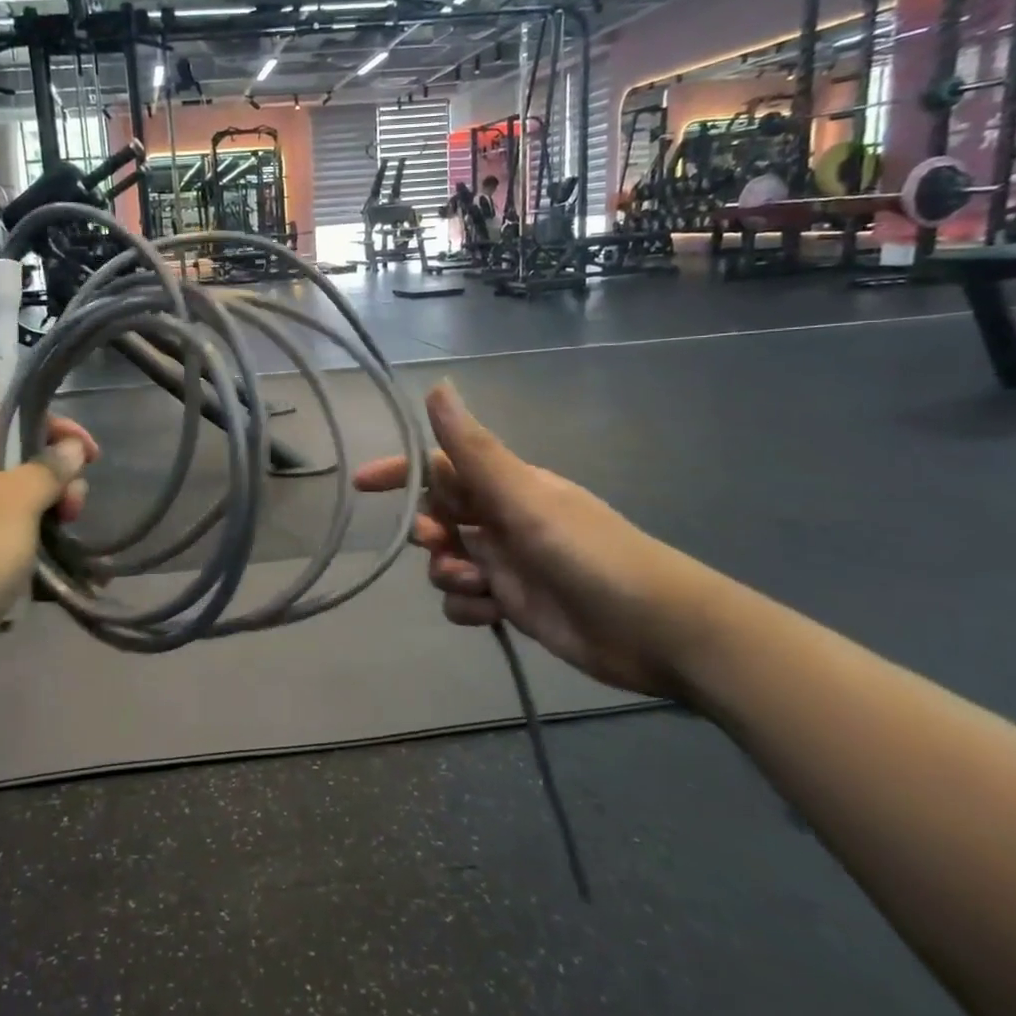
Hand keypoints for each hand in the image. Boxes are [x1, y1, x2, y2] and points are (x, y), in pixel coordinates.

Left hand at [0, 406, 98, 666]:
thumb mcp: (17, 501)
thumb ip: (49, 468)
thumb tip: (70, 447)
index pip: (3, 413)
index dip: (48, 423)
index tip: (87, 453)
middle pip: (12, 463)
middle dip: (53, 481)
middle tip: (73, 510)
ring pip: (9, 509)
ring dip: (43, 522)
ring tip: (62, 546)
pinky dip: (23, 556)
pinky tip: (44, 579)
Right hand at [355, 382, 702, 698]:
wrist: (653, 629)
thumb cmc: (588, 552)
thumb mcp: (525, 497)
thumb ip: (474, 449)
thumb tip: (437, 386)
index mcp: (505, 486)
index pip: (440, 468)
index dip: (400, 473)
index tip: (362, 485)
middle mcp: (502, 520)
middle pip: (438, 518)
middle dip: (429, 532)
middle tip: (445, 544)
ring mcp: (507, 564)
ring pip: (446, 562)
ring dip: (448, 574)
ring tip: (479, 586)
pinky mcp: (512, 605)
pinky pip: (465, 601)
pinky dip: (467, 607)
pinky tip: (489, 614)